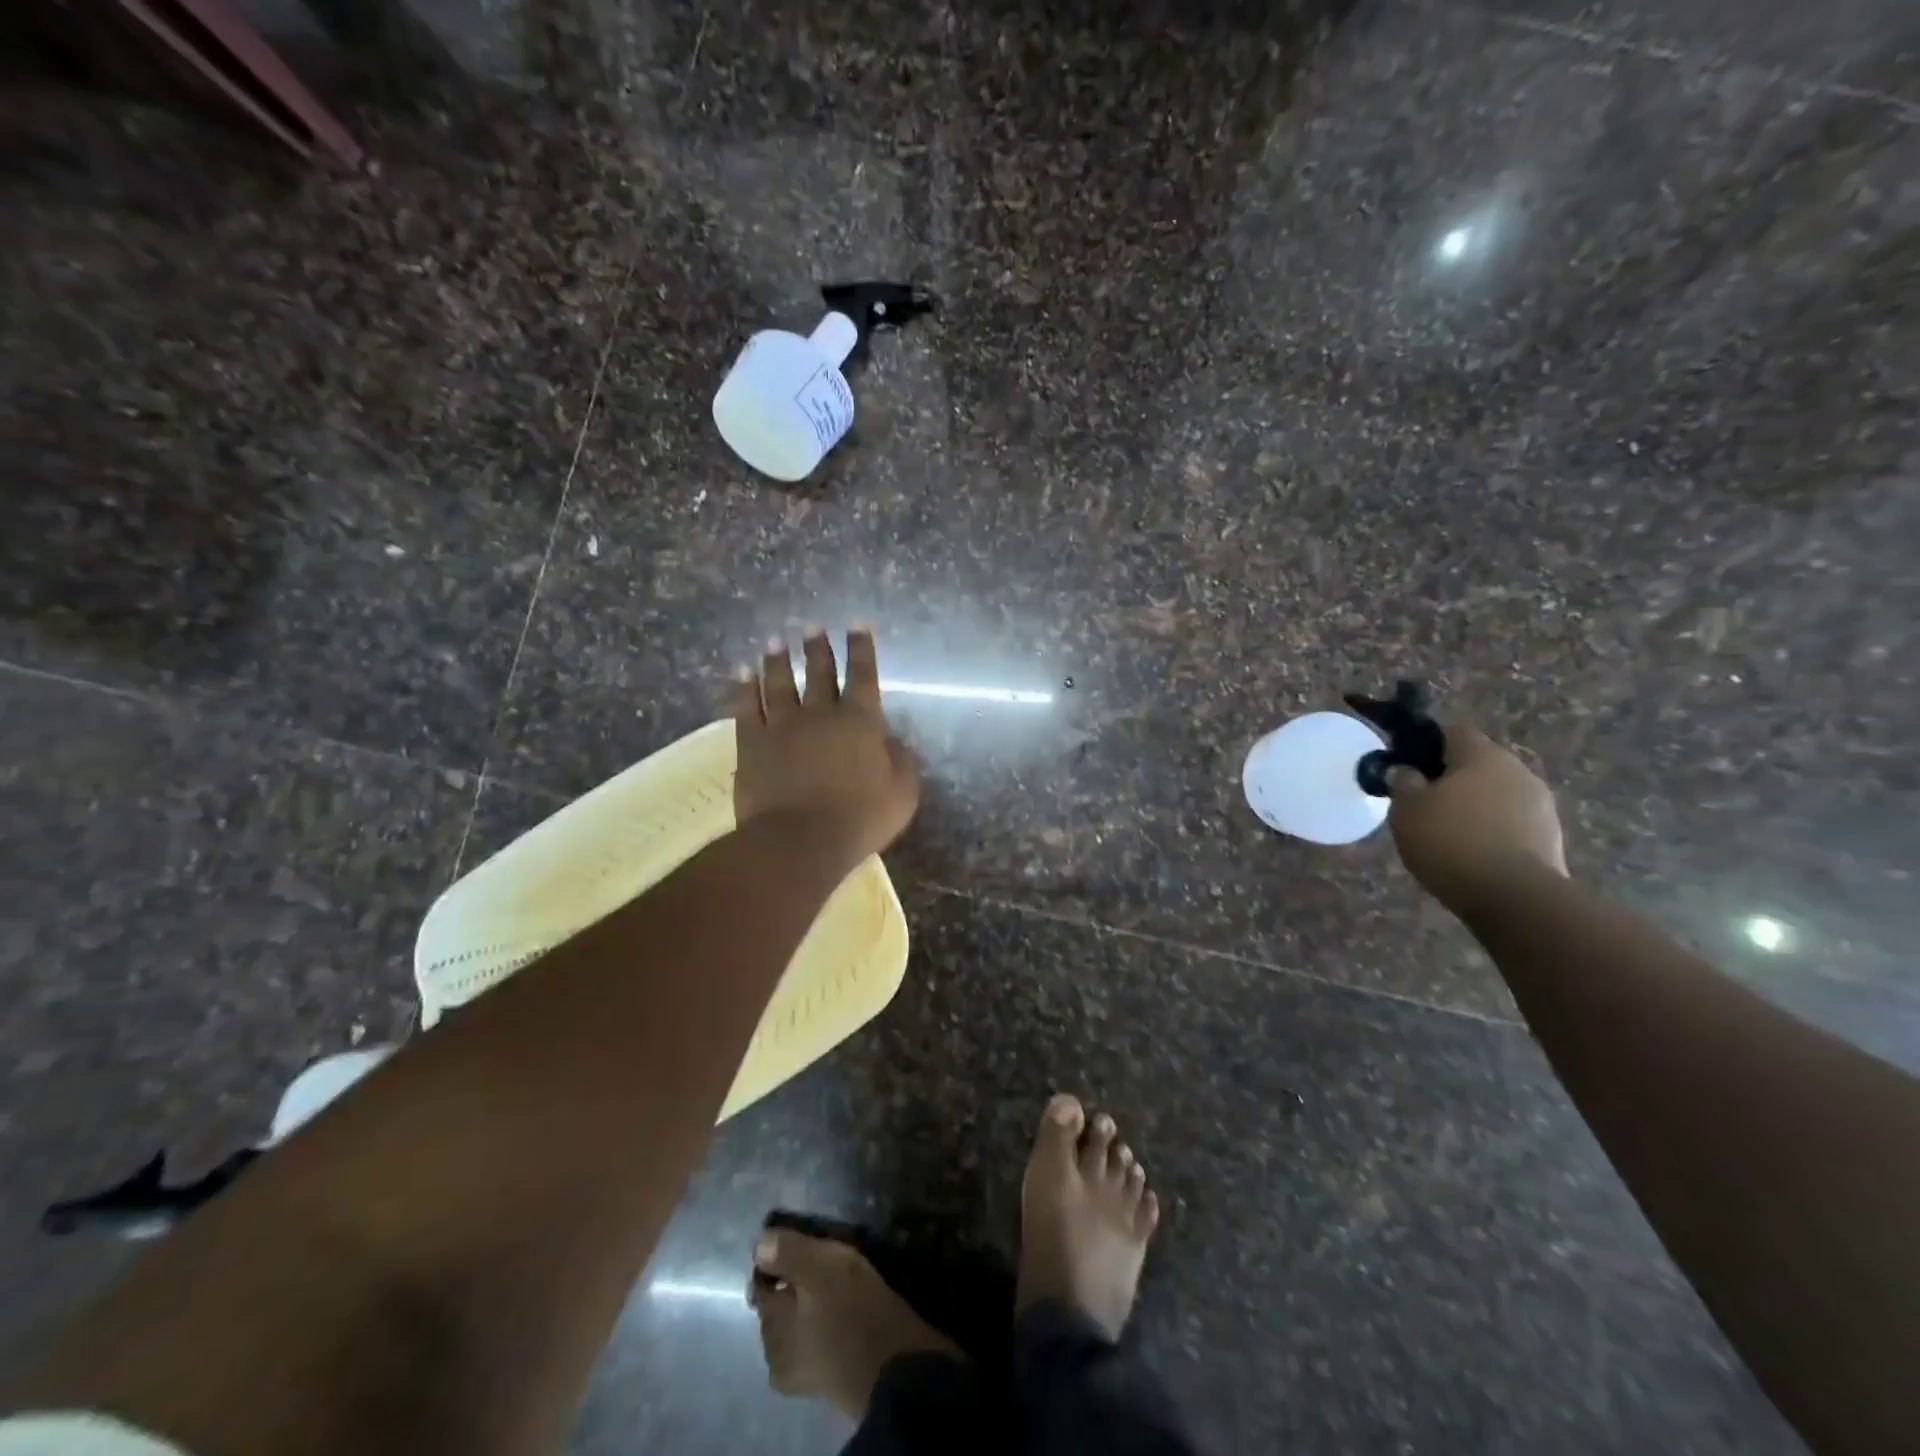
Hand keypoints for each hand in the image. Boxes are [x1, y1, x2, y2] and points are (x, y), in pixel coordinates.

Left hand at [731, 626, 919, 866]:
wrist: (800, 839)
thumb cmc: (860, 817)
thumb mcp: (902, 792)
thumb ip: (901, 760)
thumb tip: (891, 740)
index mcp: (860, 720)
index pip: (863, 674)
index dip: (861, 648)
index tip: (857, 625)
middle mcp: (820, 713)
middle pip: (819, 672)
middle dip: (818, 647)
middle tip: (813, 627)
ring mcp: (782, 725)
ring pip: (779, 683)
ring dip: (777, 660)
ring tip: (775, 642)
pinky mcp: (752, 743)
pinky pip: (746, 707)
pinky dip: (744, 688)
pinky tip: (742, 673)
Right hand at [1387, 725, 1567, 915]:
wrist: (1516, 897)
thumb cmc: (1451, 841)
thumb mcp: (1406, 810)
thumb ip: (1403, 783)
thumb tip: (1407, 771)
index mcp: (1482, 755)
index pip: (1453, 731)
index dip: (1427, 743)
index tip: (1407, 764)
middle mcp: (1518, 770)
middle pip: (1478, 763)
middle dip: (1452, 777)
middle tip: (1424, 802)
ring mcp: (1540, 804)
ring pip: (1497, 793)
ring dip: (1475, 805)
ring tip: (1447, 833)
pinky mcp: (1551, 837)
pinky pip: (1512, 822)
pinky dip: (1492, 830)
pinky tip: (1472, 853)